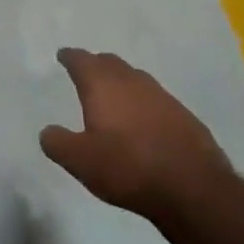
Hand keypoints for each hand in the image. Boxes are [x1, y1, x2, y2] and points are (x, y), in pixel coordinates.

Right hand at [41, 48, 232, 221]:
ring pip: (135, 78)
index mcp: (103, 86)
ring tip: (113, 94)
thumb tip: (48, 131)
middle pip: (111, 63)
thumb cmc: (128, 168)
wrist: (194, 188)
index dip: (70, 57)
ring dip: (121, 81)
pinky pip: (156, 99)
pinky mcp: (184, 116)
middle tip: (86, 71)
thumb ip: (57, 143)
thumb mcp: (80, 161)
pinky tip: (143, 120)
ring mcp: (162, 97)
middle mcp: (133, 83)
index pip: (82, 61)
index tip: (63, 55)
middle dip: (96, 64)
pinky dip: (143, 102)